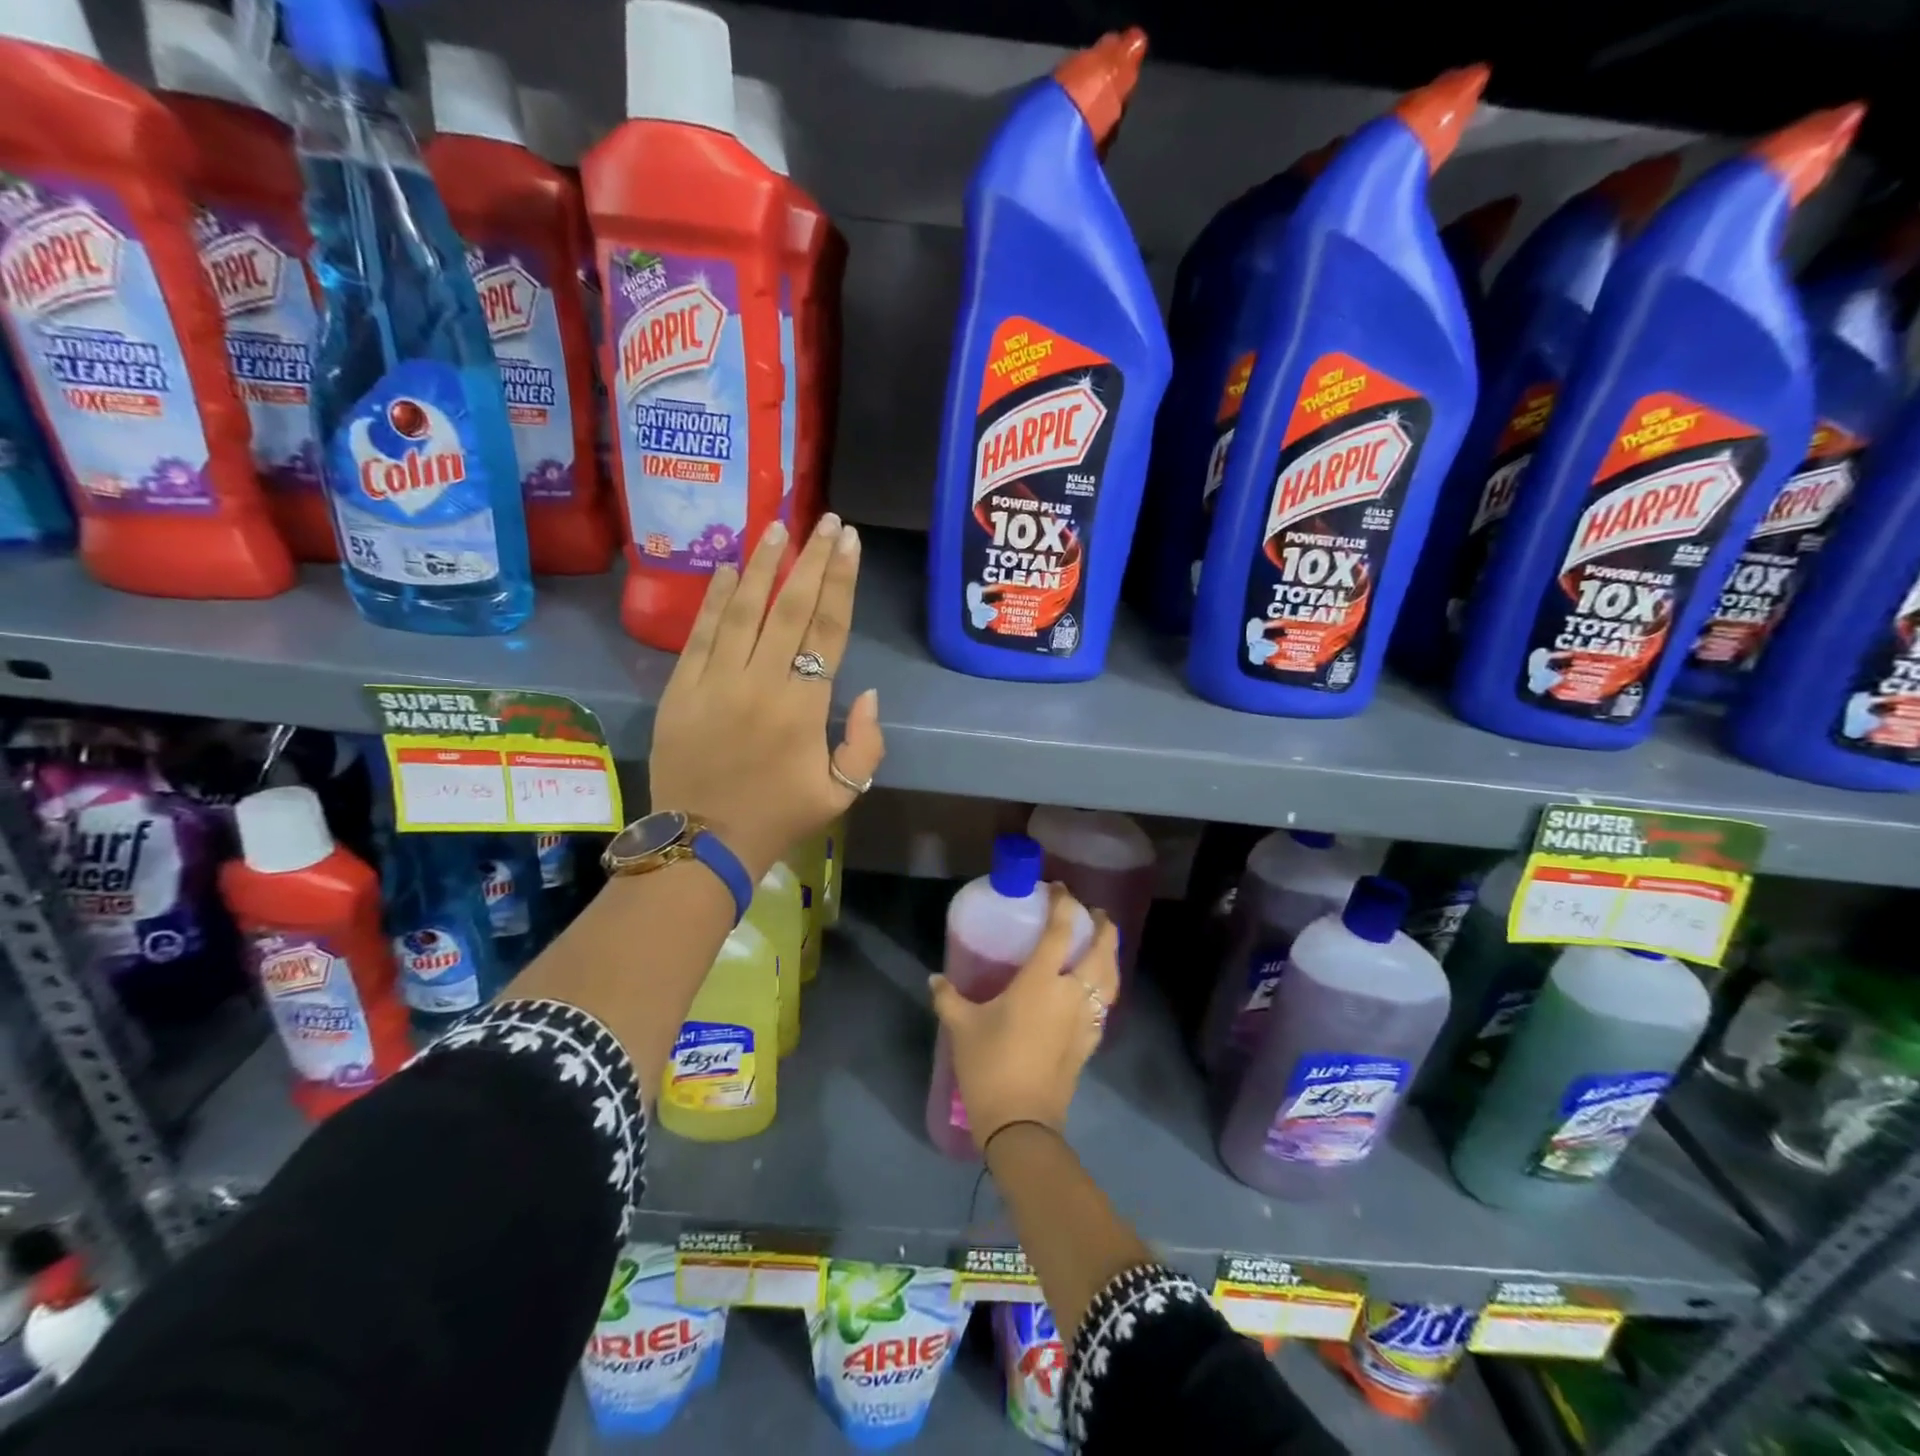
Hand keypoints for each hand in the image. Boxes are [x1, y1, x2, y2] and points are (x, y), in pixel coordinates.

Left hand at [648, 514, 885, 878]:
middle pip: (790, 608)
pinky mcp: (681, 689)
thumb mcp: (842, 793)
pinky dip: (715, 599)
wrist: (702, 844)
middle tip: (824, 520)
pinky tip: (729, 568)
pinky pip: (700, 634)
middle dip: (811, 559)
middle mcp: (761, 683)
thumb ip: (866, 744)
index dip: (840, 582)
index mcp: (803, 708)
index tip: (848, 542)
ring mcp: (715, 683)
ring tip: (777, 526)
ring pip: (743, 610)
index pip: (828, 630)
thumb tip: (867, 693)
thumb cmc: (778, 817)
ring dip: (763, 566)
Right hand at [929, 885, 1118, 1152]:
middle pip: (1101, 951)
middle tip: (1094, 912)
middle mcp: (1071, 994)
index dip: (1063, 904)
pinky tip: (1097, 988)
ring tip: (1104, 943)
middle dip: (1102, 926)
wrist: (1021, 1123)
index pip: (1061, 931)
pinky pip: (1106, 1004)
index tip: (1058, 888)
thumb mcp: (962, 1027)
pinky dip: (1107, 986)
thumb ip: (948, 998)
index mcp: (1041, 982)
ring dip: (1111, 954)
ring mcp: (1085, 1019)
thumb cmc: (990, 1066)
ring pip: (1111, 978)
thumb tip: (934, 979)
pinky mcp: (1090, 1042)